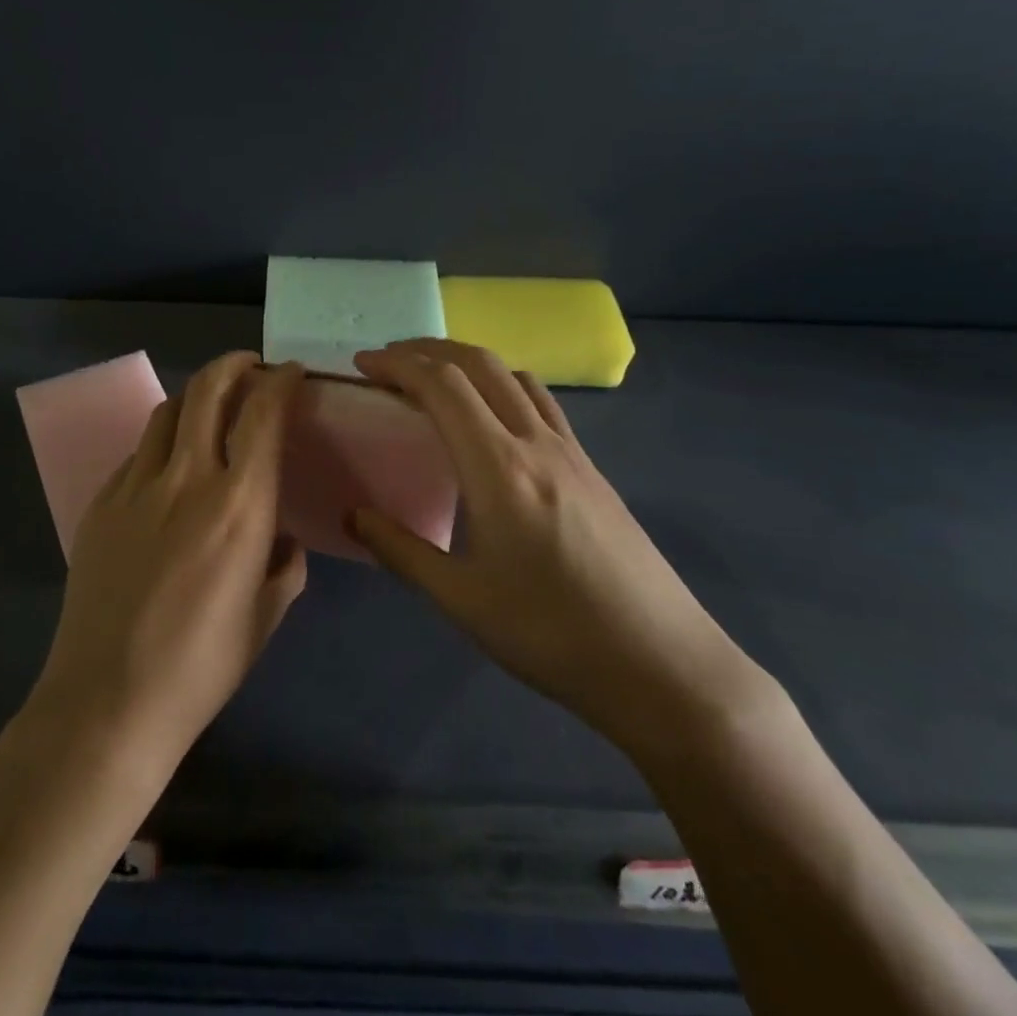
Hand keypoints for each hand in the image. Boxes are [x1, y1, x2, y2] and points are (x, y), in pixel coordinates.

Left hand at [30, 353, 307, 774]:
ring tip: (212, 405)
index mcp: (239, 504)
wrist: (108, 699)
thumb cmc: (202, 665)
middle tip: (251, 366)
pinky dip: (164, 440)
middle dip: (234, 364)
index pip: (262, 413)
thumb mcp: (266, 615)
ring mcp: (136, 486)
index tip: (292, 374)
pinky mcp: (101, 503)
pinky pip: (139, 453)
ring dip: (196, 395)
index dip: (280, 381)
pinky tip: (170, 465)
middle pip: (207, 390)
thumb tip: (281, 538)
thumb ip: (285, 565)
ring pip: (167, 411)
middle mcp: (187, 478)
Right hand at [350, 340, 761, 759]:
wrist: (662, 665)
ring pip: (514, 375)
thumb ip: (401, 551)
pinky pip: (540, 401)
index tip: (362, 366)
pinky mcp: (592, 468)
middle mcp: (537, 442)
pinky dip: (501, 384)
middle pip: (479, 364)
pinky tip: (491, 418)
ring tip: (433, 379)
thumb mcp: (462, 601)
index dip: (397, 365)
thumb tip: (354, 517)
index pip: (442, 385)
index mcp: (499, 468)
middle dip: (428, 350)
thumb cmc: (553, 635)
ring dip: (467, 361)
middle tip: (388, 362)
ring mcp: (571, 451)